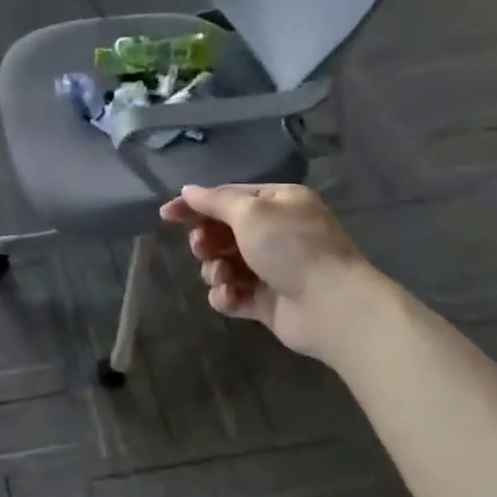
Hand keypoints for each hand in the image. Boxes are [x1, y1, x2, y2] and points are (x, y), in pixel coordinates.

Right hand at [158, 184, 383, 361]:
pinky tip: (233, 297)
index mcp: (277, 203)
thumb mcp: (250, 213)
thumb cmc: (292, 248)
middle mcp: (274, 232)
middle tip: (204, 249)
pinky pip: (232, 293)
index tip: (165, 215)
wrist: (331, 306)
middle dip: (206, 241)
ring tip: (224, 276)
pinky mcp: (265, 301)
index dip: (194, 205)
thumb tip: (187, 190)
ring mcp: (270, 268)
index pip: (227, 197)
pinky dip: (227, 295)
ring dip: (215, 270)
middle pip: (221, 232)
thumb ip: (214, 201)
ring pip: (222, 264)